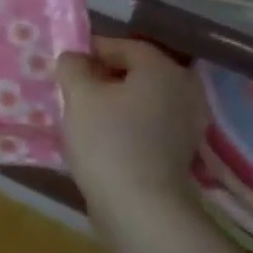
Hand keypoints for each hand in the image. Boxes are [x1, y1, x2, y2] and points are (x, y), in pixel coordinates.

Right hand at [57, 38, 206, 212]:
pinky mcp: (179, 152)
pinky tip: (101, 137)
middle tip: (72, 86)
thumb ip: (73, 68)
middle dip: (104, 76)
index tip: (66, 61)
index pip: (126, 46)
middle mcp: (183, 91)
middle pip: (137, 73)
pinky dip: (126, 124)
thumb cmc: (107, 140)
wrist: (140, 206)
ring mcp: (186, 124)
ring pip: (142, 101)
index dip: (93, 49)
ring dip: (114, 102)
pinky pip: (148, 125)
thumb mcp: (79, 95)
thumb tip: (73, 57)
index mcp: (162, 69)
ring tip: (82, 113)